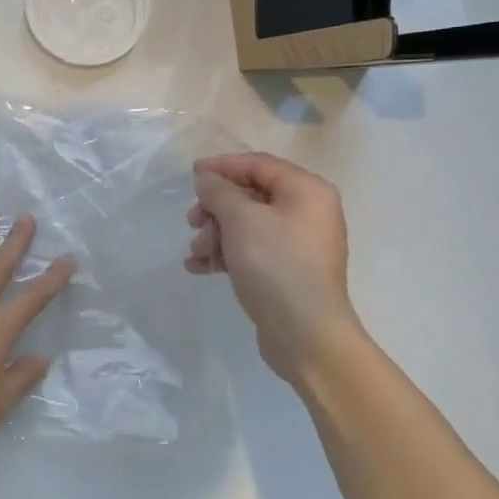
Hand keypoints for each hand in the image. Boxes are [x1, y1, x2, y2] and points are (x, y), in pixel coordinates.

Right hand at [186, 152, 361, 383]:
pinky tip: (199, 267)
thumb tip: (208, 178)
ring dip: (216, 234)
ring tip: (197, 252)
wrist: (305, 334)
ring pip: (247, 226)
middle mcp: (307, 212)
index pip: (258, 165)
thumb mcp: (242, 220)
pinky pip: (251, 251)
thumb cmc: (276, 265)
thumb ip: (220, 192)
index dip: (222, 166)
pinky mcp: (287, 271)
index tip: (191, 175)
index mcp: (306, 190)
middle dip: (216, 208)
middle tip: (192, 222)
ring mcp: (298, 244)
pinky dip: (226, 255)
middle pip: (251, 195)